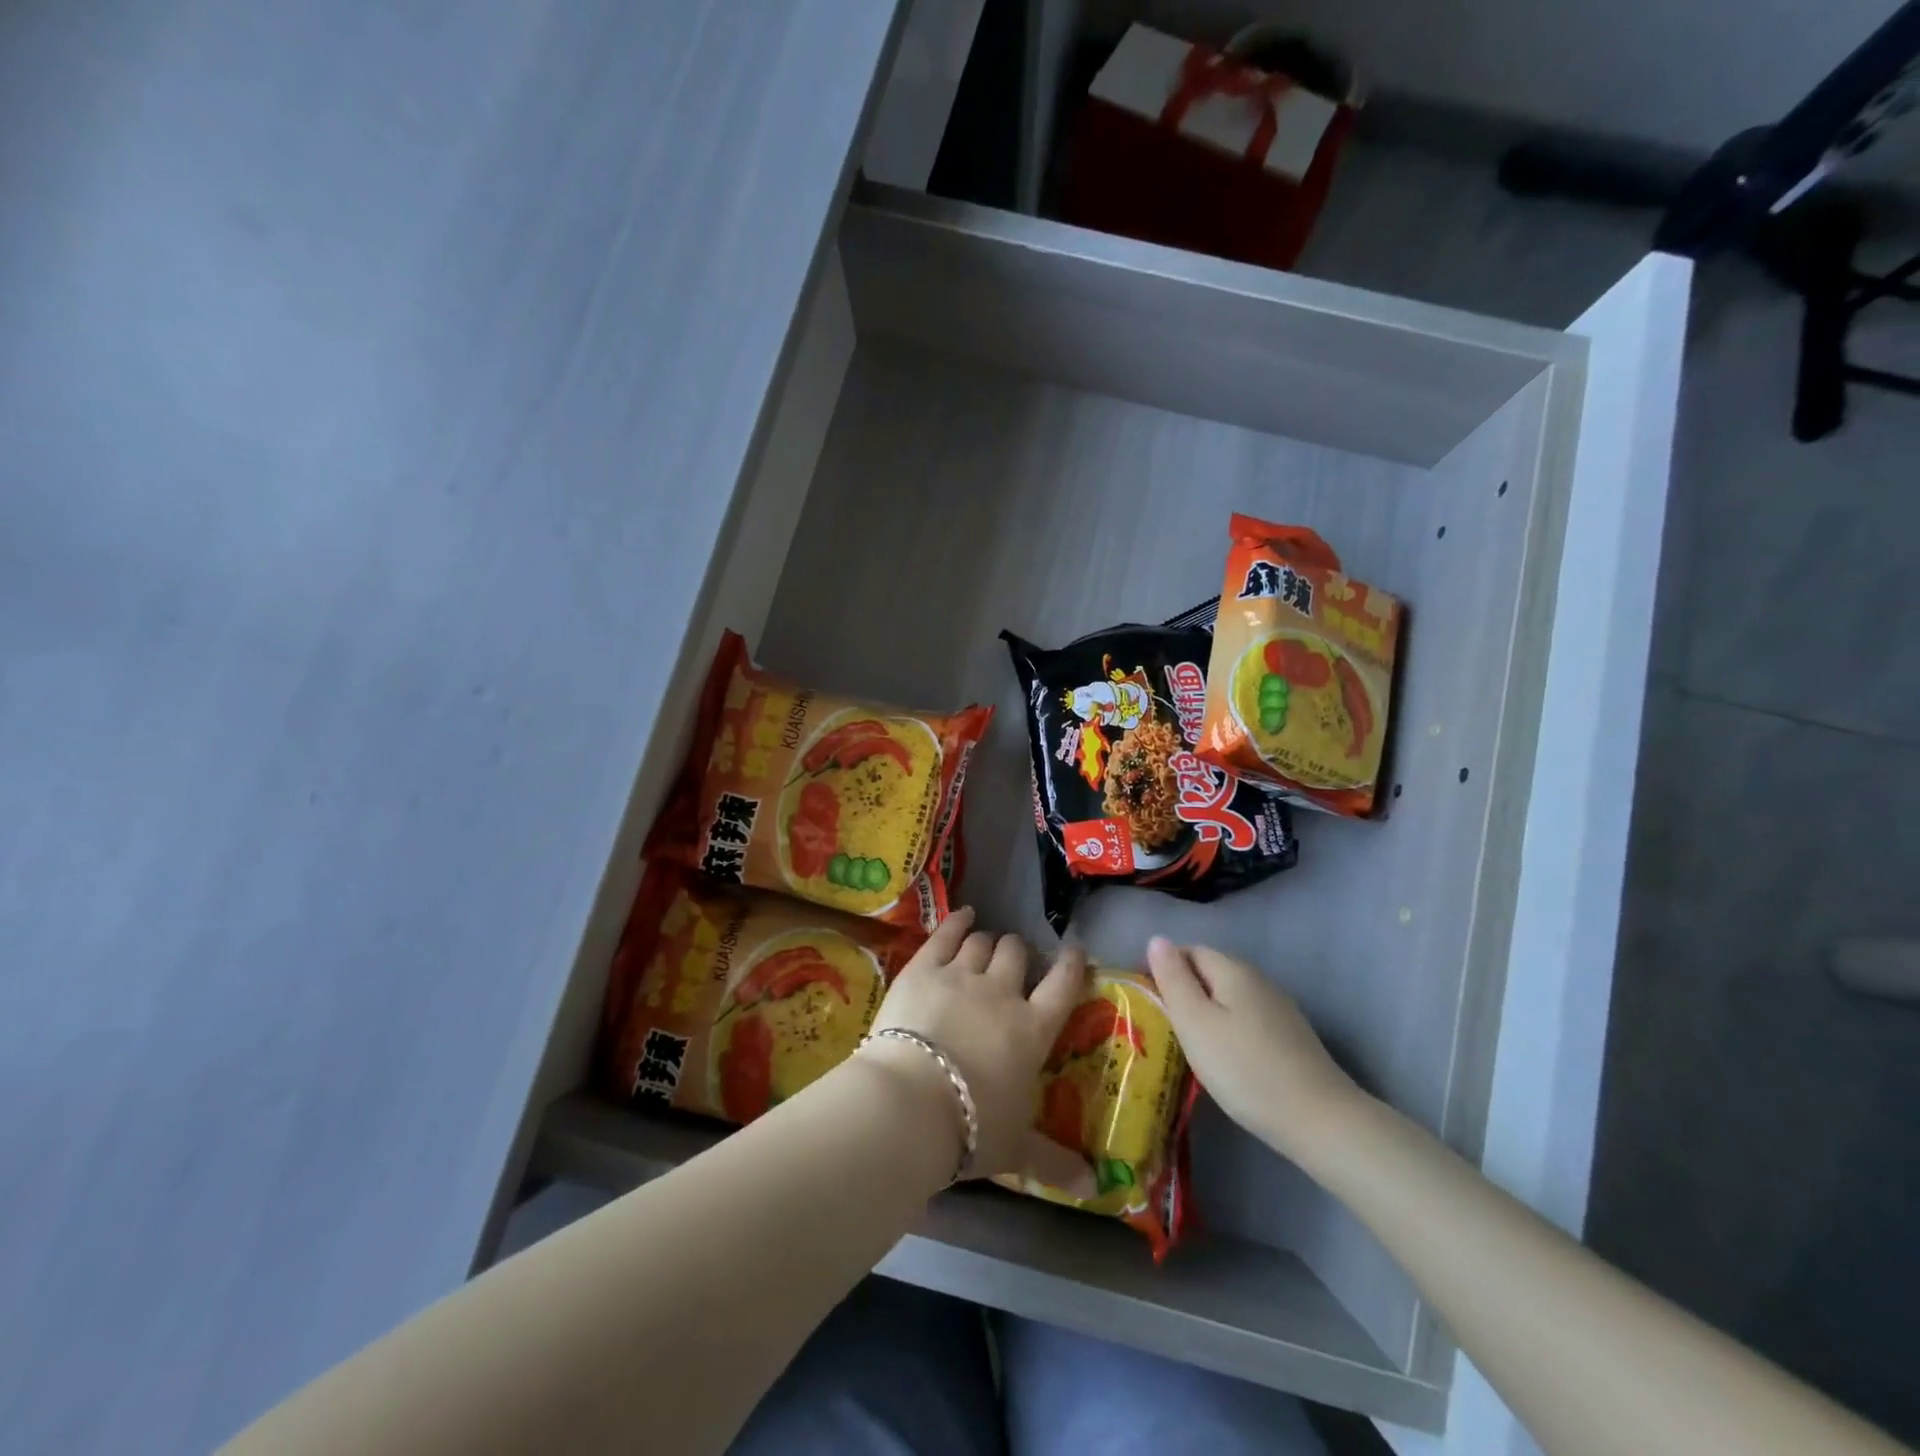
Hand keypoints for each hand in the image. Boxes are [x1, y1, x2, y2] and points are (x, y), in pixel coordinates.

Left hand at [861, 907, 1092, 1194]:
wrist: (909, 1104)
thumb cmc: (970, 1128)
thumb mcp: (1016, 1148)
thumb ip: (1054, 1161)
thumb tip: (1095, 1189)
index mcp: (1032, 1030)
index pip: (1062, 985)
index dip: (1071, 964)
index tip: (1073, 951)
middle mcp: (1002, 993)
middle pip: (1018, 955)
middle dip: (1020, 952)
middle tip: (1016, 960)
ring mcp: (961, 975)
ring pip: (983, 943)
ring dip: (989, 941)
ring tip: (988, 945)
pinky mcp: (923, 968)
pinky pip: (945, 934)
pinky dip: (957, 921)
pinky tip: (964, 914)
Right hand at [1146, 937, 1361, 1162]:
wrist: (1319, 1120)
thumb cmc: (1244, 1068)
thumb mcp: (1195, 1022)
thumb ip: (1173, 979)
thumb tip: (1156, 939)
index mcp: (1233, 969)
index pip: (1189, 951)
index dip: (1163, 968)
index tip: (1146, 1000)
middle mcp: (1259, 979)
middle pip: (1210, 972)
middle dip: (1184, 991)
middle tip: (1163, 1026)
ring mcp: (1279, 1008)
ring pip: (1229, 997)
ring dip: (1206, 1012)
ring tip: (1189, 1046)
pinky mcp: (1291, 1036)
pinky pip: (1247, 1019)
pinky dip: (1229, 1030)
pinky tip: (1226, 1059)